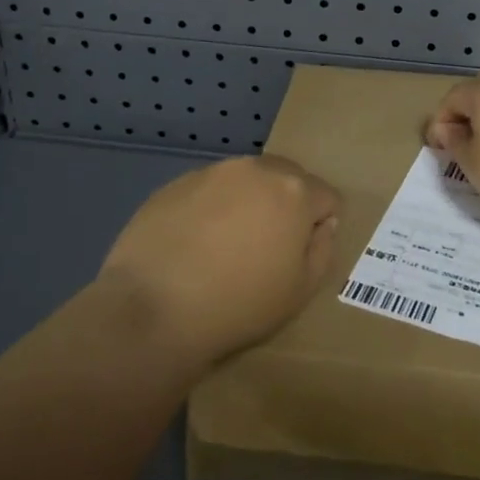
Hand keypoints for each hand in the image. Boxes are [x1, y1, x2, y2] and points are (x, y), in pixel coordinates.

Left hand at [98, 155, 339, 370]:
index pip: (326, 196)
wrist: (153, 310)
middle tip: (267, 246)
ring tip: (226, 246)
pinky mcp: (175, 184)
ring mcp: (211, 172)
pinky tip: (193, 245)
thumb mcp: (300, 292)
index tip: (301, 253)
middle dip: (286, 204)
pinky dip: (210, 209)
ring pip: (245, 180)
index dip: (320, 225)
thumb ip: (322, 250)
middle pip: (286, 178)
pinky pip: (208, 190)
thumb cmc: (239, 305)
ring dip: (247, 202)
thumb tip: (321, 225)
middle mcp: (255, 169)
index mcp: (293, 191)